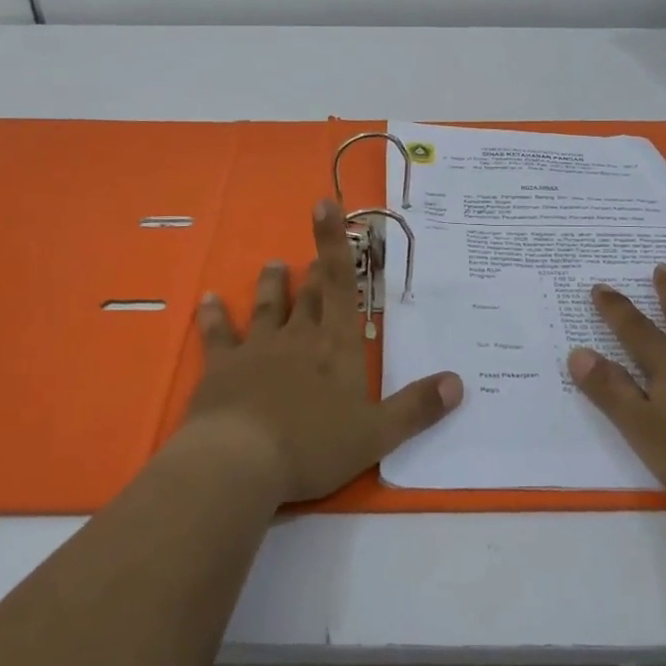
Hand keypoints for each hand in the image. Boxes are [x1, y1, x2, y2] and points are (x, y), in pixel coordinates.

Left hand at [177, 199, 463, 504]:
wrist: (240, 461)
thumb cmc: (313, 445)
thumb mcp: (376, 434)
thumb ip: (417, 408)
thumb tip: (459, 383)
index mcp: (336, 346)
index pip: (341, 285)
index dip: (335, 244)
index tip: (324, 204)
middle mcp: (298, 337)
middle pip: (309, 295)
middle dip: (316, 272)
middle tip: (316, 256)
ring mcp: (257, 348)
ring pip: (267, 306)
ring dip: (271, 285)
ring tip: (272, 264)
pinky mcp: (222, 367)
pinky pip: (217, 334)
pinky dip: (213, 316)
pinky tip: (207, 300)